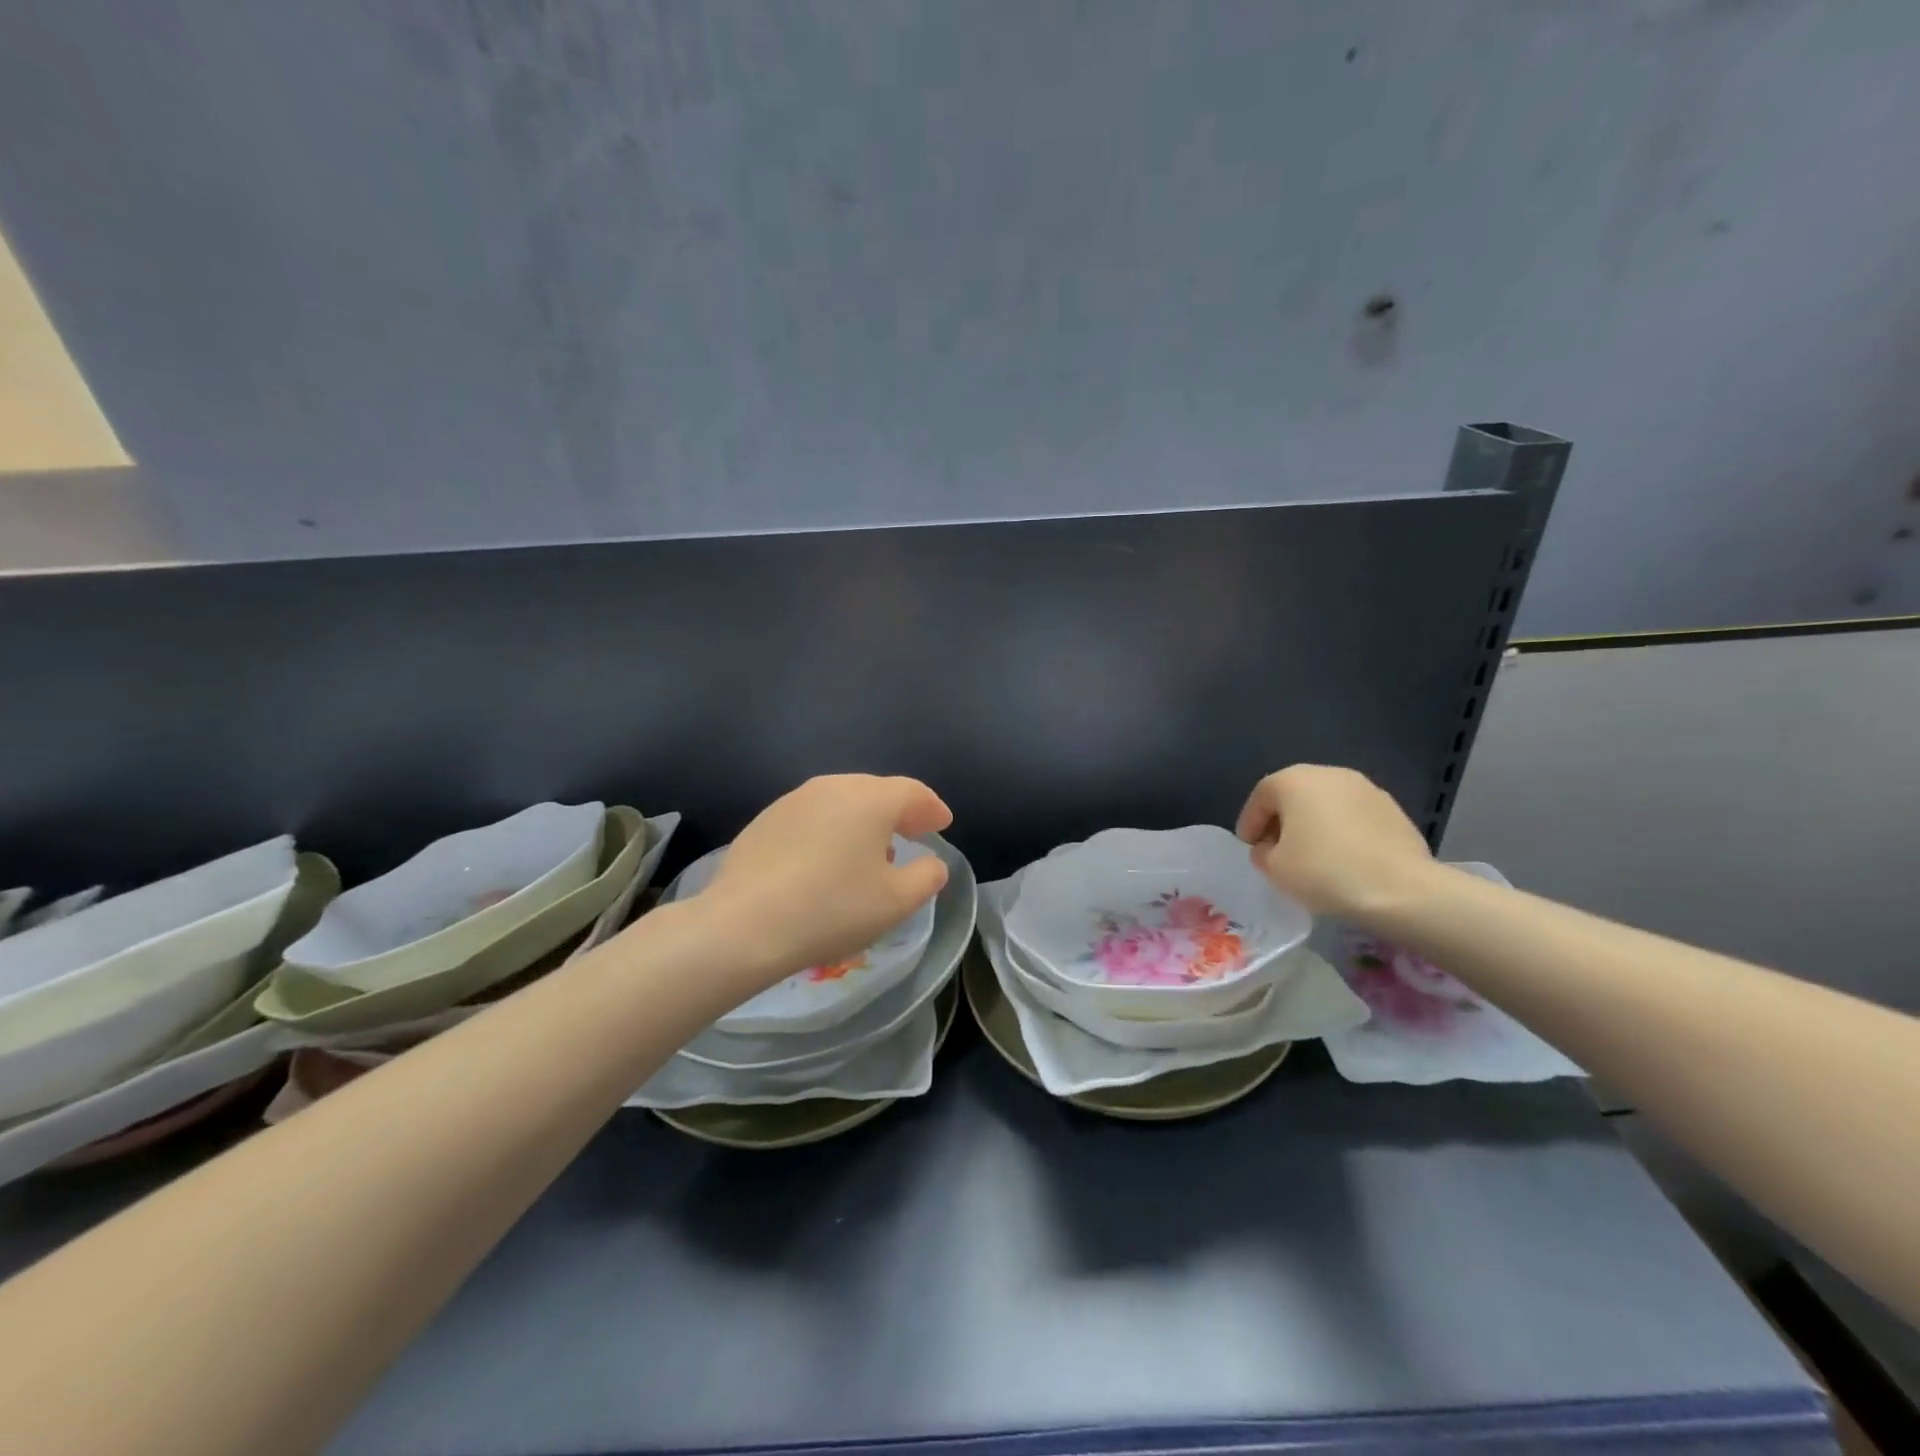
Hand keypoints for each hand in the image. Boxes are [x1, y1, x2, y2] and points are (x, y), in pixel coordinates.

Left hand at [696, 775, 952, 987]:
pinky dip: (830, 830)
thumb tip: (932, 862)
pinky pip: (812, 817)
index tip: (942, 823)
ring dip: (862, 820)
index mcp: (871, 799)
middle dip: (899, 810)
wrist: (744, 925)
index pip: (913, 792)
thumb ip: (927, 876)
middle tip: (912, 832)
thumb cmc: (832, 909)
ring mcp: (794, 800)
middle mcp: (833, 786)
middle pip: (876, 791)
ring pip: (841, 801)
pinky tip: (826, 859)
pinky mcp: (764, 820)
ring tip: (870, 848)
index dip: (932, 808)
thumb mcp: (896, 902)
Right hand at [1235, 765, 1436, 919]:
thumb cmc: (1325, 871)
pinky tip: (1344, 858)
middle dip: (1282, 820)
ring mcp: (1366, 788)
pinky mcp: (1392, 809)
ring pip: (1326, 803)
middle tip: (1277, 850)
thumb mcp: (1274, 868)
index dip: (1250, 823)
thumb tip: (1270, 848)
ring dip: (1313, 824)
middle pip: (1294, 794)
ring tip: (1312, 856)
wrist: (1401, 889)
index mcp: (1294, 780)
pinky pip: (1353, 816)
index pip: (1261, 796)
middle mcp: (1329, 774)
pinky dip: (1342, 831)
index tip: (1250, 848)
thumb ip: (1262, 852)